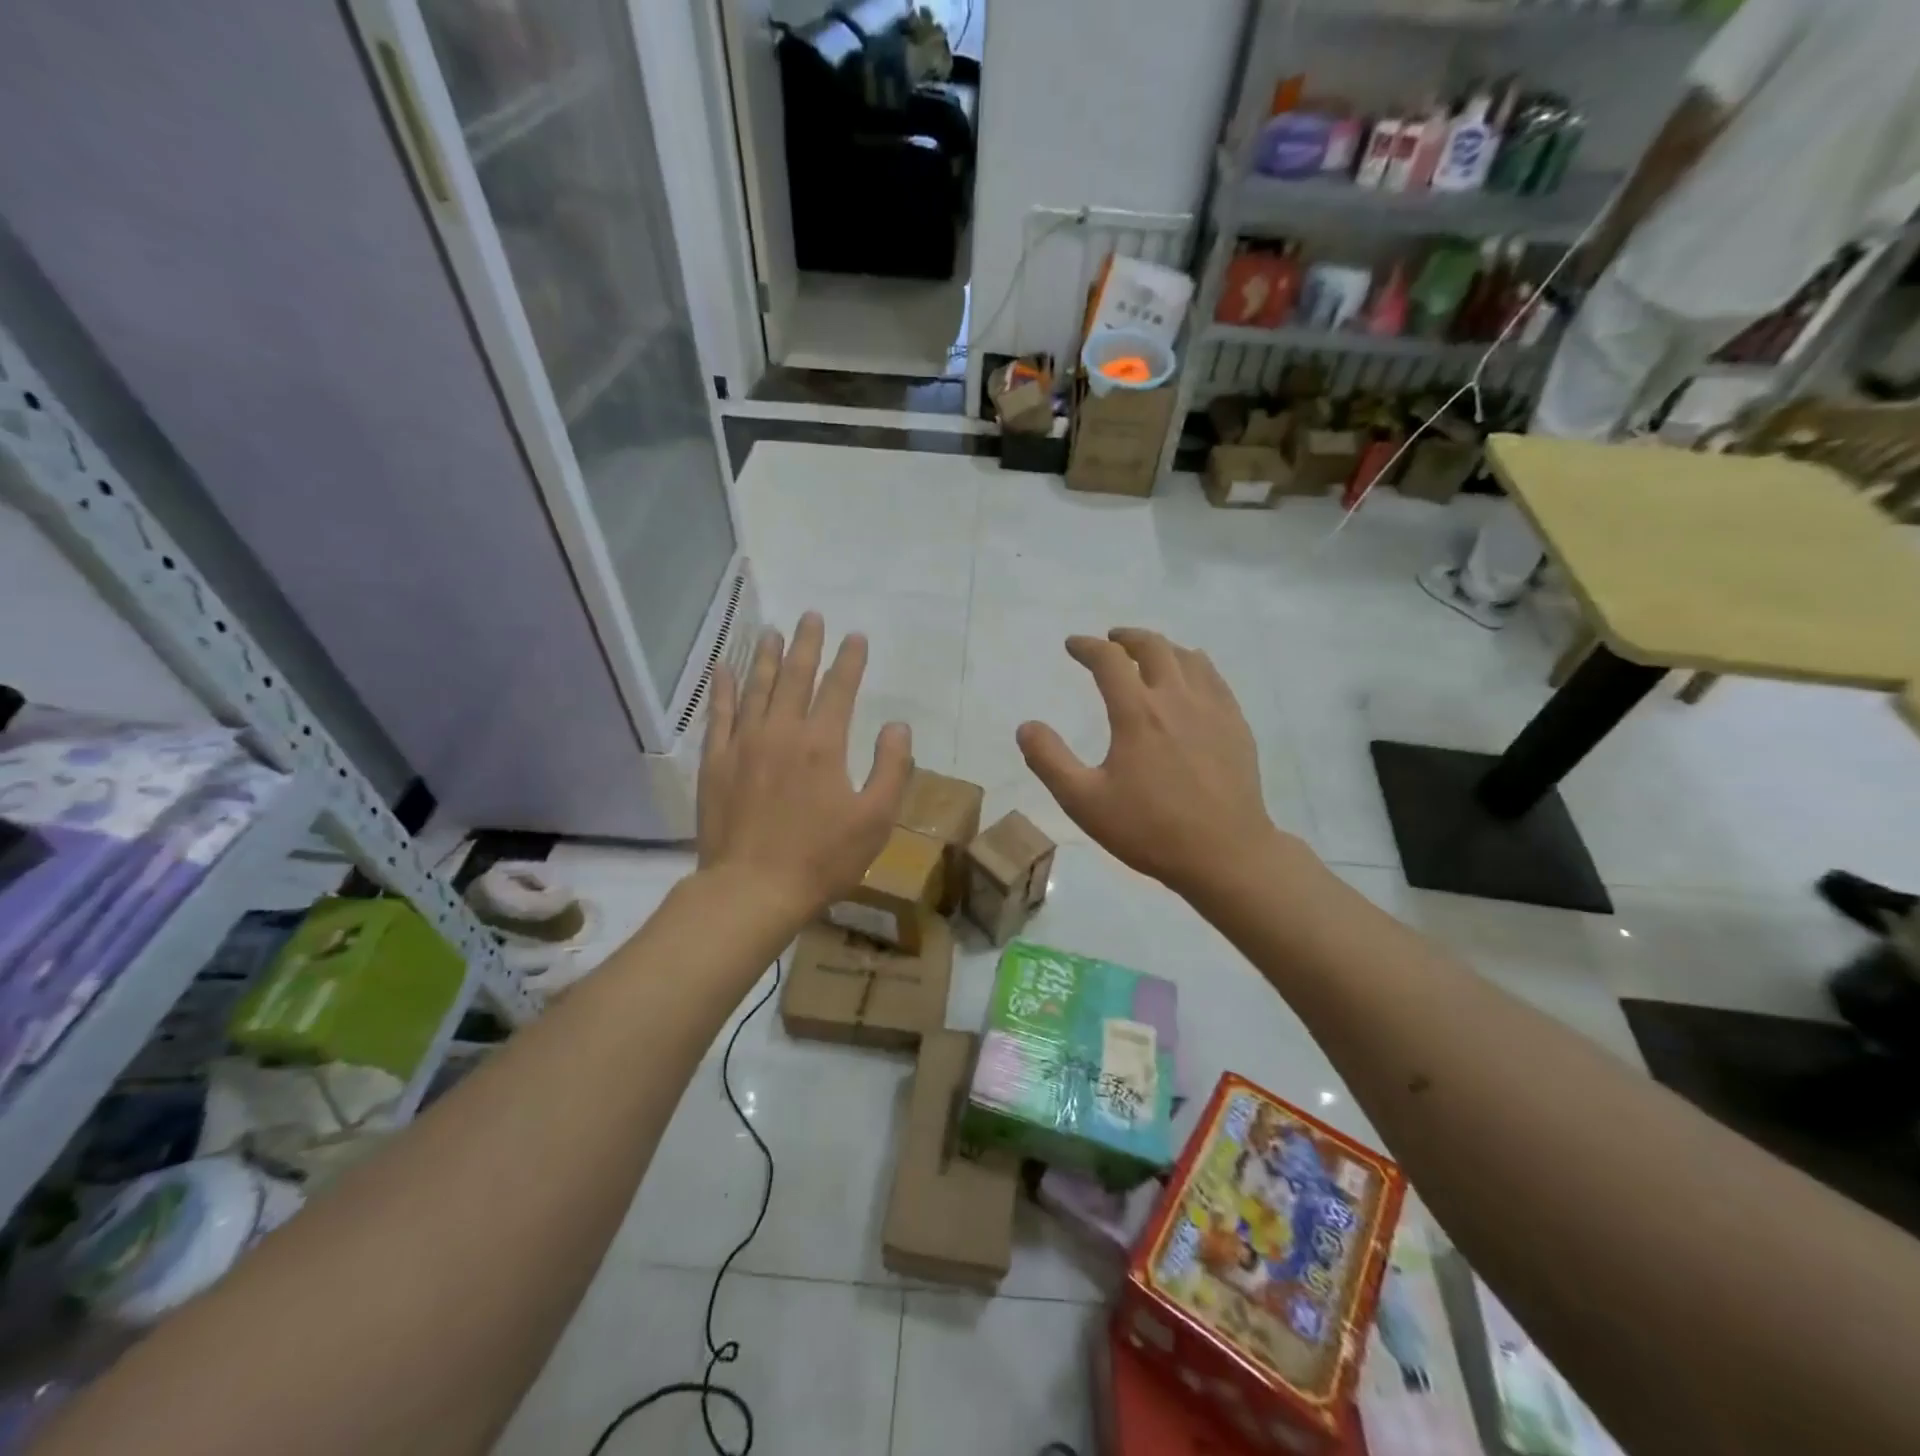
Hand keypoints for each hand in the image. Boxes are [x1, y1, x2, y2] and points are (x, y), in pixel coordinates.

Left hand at [697, 612, 911, 922]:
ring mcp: (743, 744)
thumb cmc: (822, 858)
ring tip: (773, 631)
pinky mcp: (716, 762)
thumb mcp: (875, 819)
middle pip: (796, 676)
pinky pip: (719, 714)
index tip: (857, 637)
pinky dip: (724, 688)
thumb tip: (898, 726)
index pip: (840, 688)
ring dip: (768, 657)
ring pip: (757, 687)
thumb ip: (892, 768)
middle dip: (808, 644)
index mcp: (823, 743)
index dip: (851, 660)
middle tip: (812, 616)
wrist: (752, 889)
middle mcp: (782, 731)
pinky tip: (725, 668)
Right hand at [1016, 629, 1283, 899]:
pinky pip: (1214, 678)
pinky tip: (1190, 680)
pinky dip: (1194, 666)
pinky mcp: (1236, 724)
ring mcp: (1213, 708)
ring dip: (1161, 648)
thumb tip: (1026, 726)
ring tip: (1148, 656)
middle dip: (1126, 638)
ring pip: (1188, 657)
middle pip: (1152, 646)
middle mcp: (1177, 698)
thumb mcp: (1084, 802)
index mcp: (1137, 712)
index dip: (1086, 647)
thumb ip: (1049, 760)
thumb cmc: (1149, 829)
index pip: (1108, 660)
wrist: (1225, 854)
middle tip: (1110, 641)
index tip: (1072, 645)